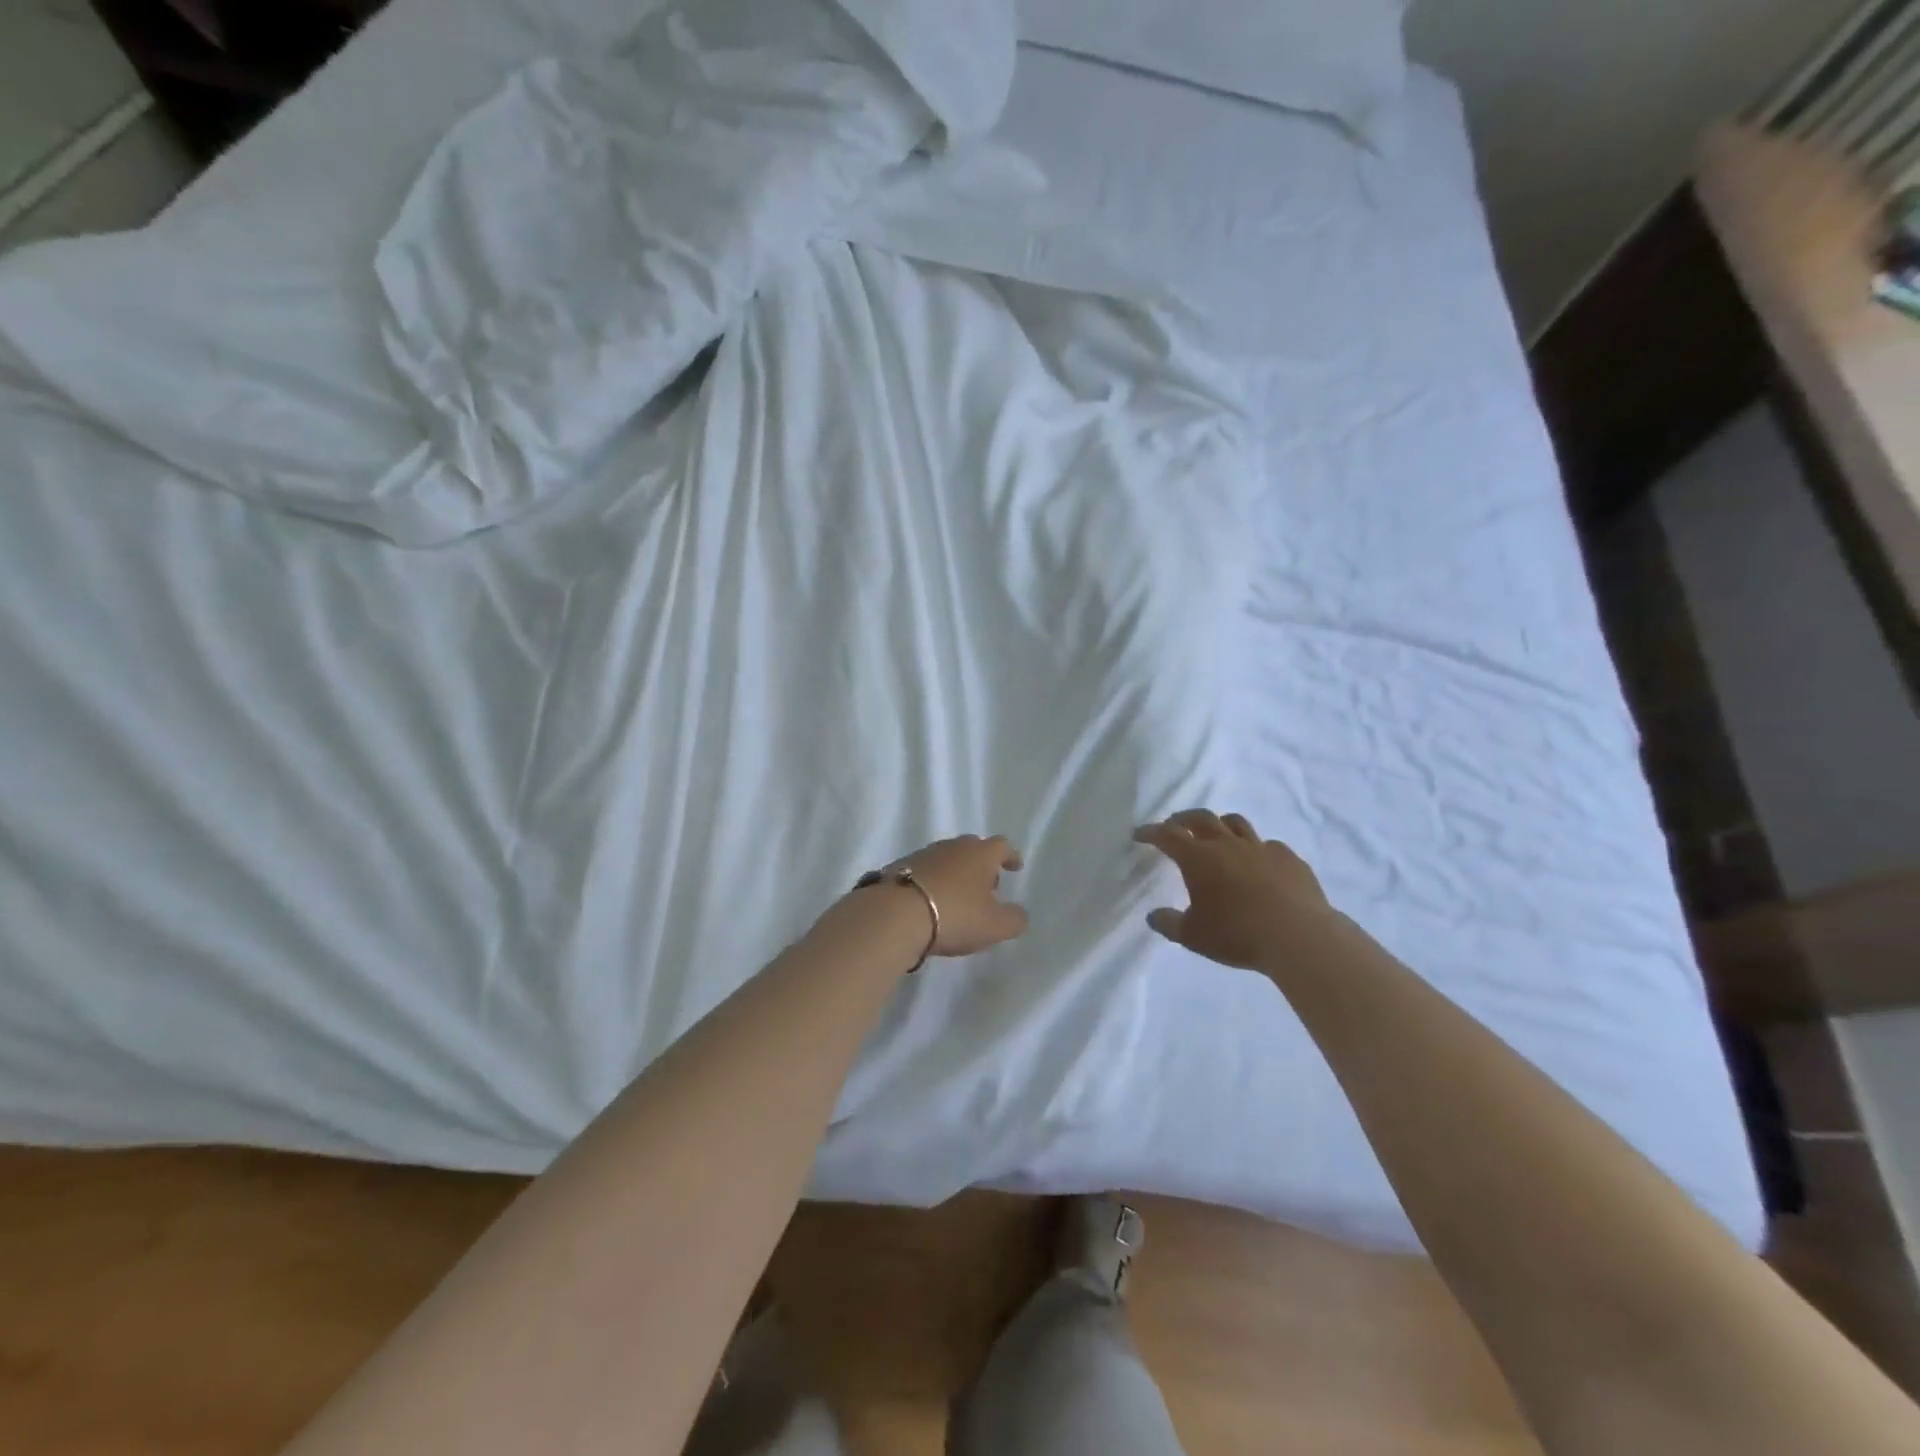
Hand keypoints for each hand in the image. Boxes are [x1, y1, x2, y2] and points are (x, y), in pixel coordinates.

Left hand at [893, 835, 1028, 956]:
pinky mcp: (899, 867)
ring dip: (956, 873)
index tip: (1015, 867)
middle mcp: (952, 846)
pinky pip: (925, 871)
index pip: (1002, 846)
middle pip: (973, 848)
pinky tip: (931, 902)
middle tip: (988, 886)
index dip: (1011, 856)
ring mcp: (923, 854)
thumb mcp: (995, 926)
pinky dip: (933, 882)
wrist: (895, 915)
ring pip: (947, 858)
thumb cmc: (954, 915)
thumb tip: (1019, 914)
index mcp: (980, 854)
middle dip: (982, 865)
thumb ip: (1014, 919)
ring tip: (959, 897)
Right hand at [1134, 810, 1334, 970]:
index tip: (1139, 834)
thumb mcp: (1193, 936)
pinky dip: (1256, 848)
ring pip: (1236, 822)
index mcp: (1198, 858)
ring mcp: (1260, 848)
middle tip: (1174, 825)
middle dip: (1183, 819)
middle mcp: (1227, 844)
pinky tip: (1258, 862)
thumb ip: (1169, 923)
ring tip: (1215, 833)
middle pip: (1201, 818)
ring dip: (1220, 824)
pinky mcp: (1288, 858)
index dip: (1150, 832)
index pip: (1167, 835)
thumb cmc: (1237, 934)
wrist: (1298, 936)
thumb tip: (1153, 916)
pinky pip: (1268, 845)